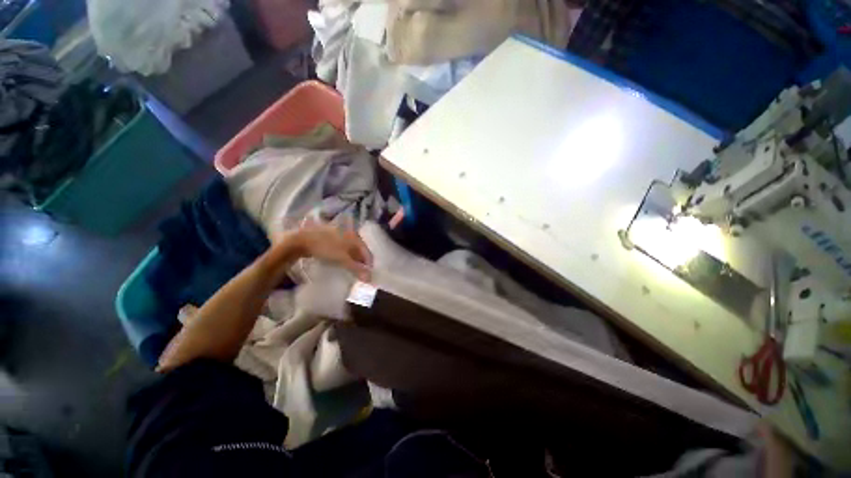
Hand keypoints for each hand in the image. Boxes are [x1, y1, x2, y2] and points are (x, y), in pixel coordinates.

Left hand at [283, 217, 372, 280]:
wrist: (301, 240)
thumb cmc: (325, 248)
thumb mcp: (342, 259)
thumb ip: (356, 268)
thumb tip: (369, 279)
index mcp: (355, 236)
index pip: (367, 251)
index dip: (369, 264)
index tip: (368, 275)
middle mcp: (349, 233)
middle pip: (359, 250)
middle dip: (360, 262)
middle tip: (360, 273)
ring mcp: (339, 234)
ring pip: (350, 249)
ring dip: (352, 260)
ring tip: (350, 270)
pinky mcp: (330, 237)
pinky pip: (341, 248)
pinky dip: (343, 256)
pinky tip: (340, 262)